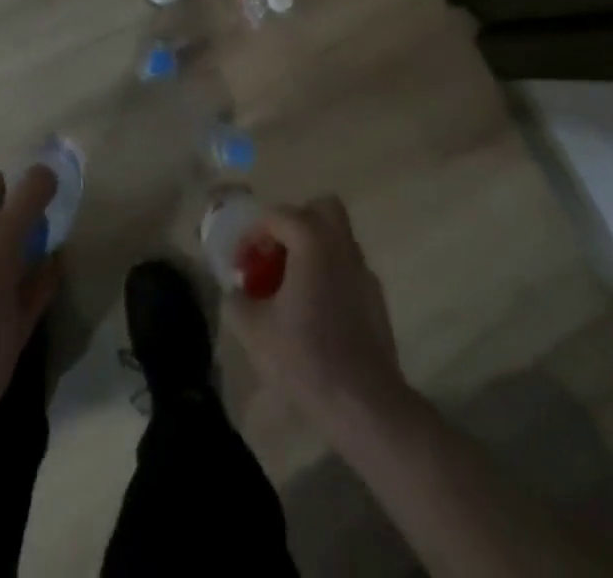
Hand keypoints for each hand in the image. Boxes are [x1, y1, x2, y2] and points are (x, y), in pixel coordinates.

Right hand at [224, 195, 409, 431]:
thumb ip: (237, 301)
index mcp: (311, 240)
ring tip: (292, 285)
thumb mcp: (253, 330)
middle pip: (321, 209)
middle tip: (276, 254)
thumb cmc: (305, 357)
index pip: (278, 214)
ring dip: (313, 249)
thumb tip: (236, 291)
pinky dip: (329, 275)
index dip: (253, 233)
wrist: (364, 403)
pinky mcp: (376, 298)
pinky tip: (316, 312)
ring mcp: (363, 270)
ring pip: (337, 238)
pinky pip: (348, 268)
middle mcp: (341, 245)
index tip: (241, 264)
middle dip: (295, 223)